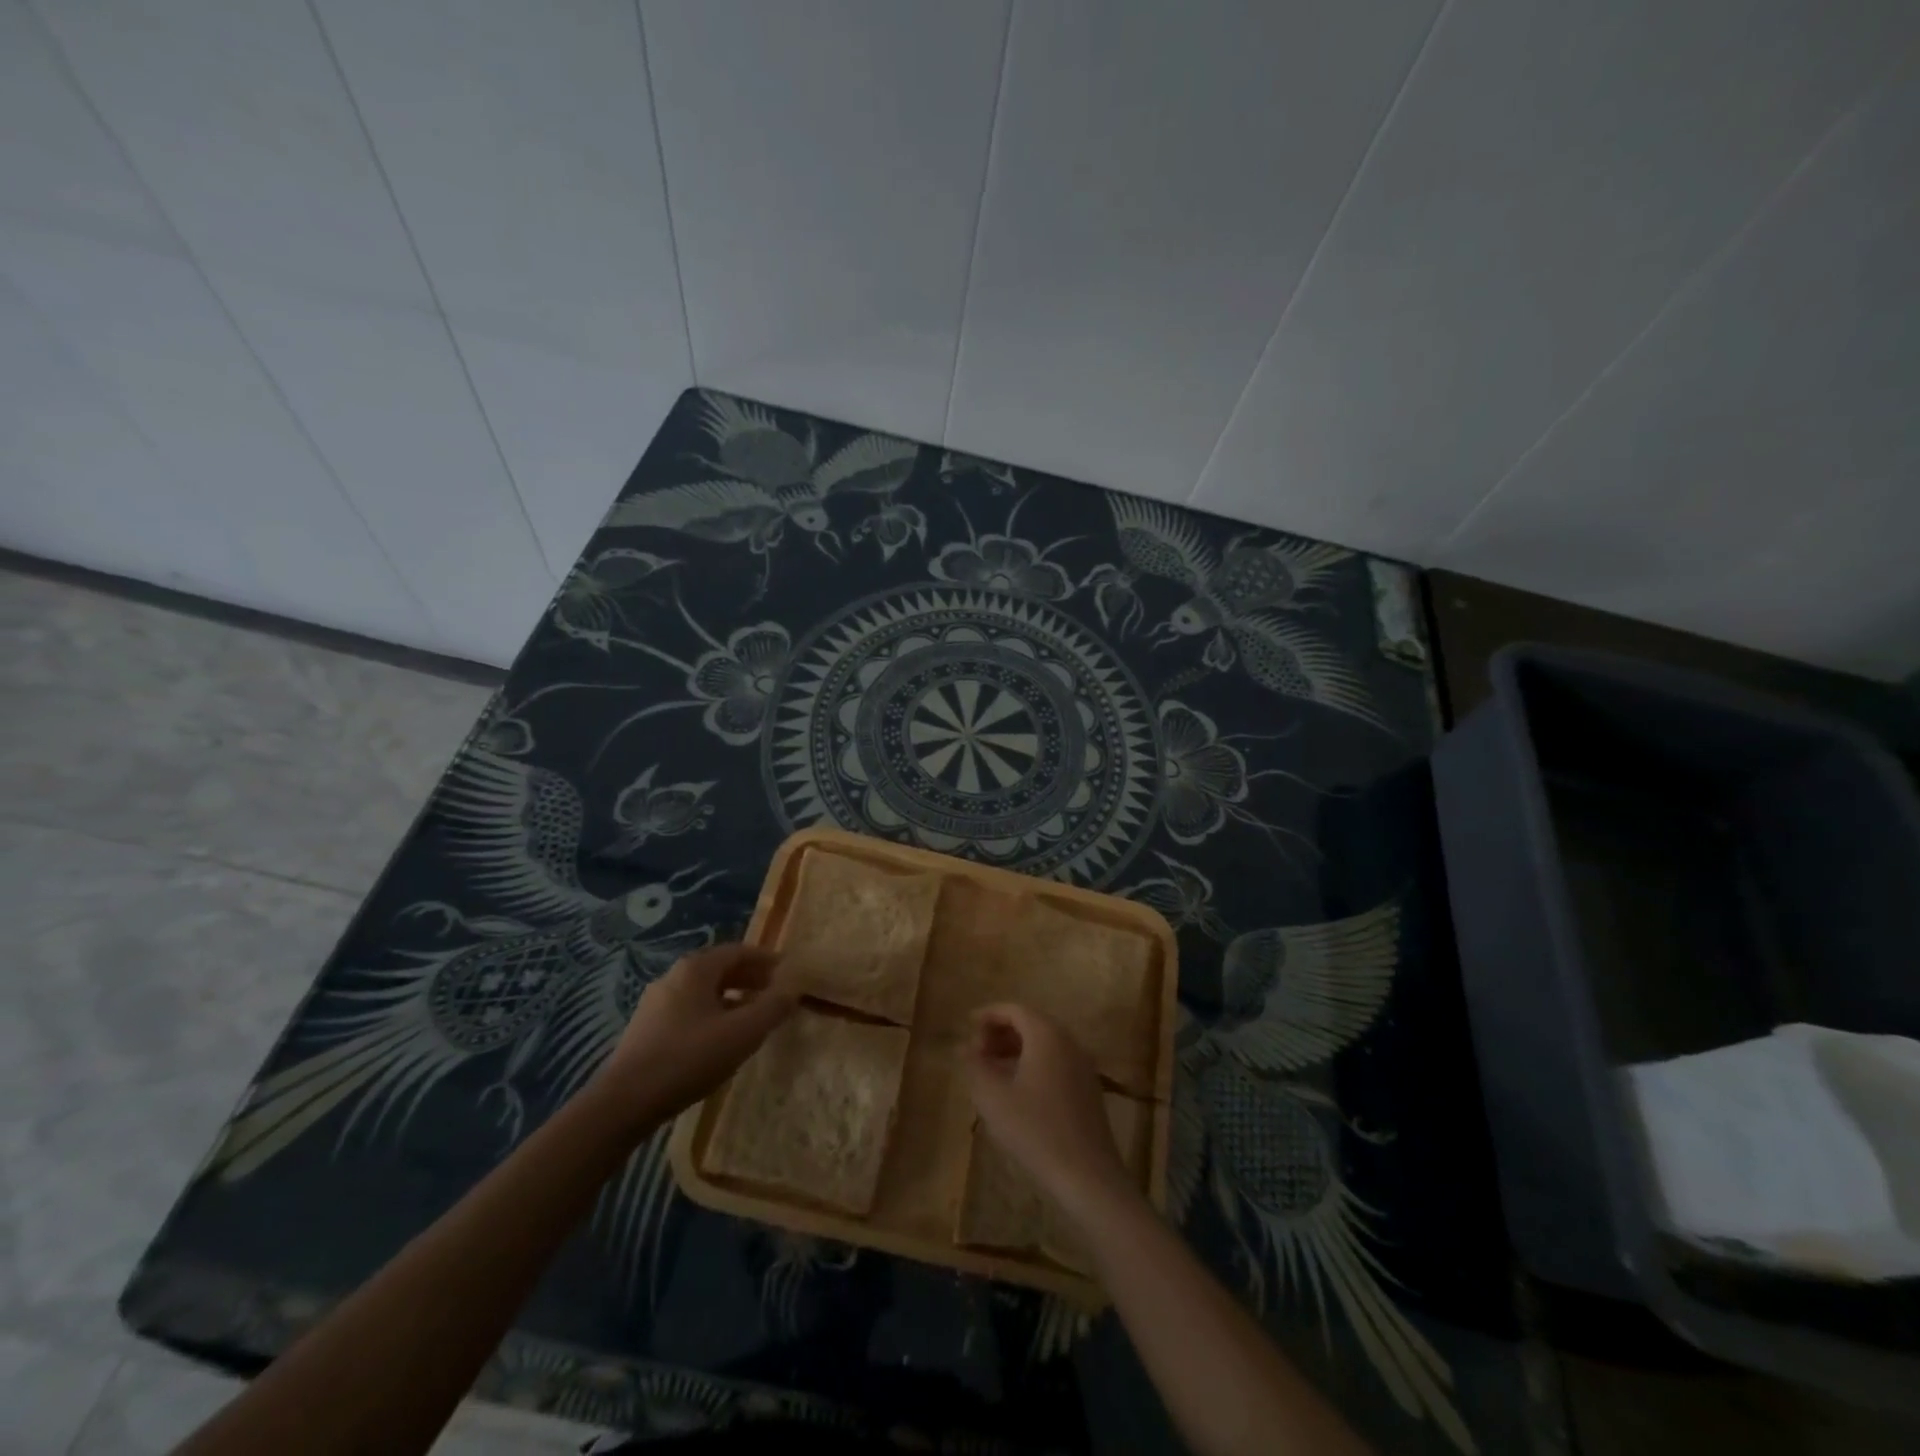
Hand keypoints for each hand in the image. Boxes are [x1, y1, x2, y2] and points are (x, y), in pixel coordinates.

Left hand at [590, 943, 795, 1127]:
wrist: (624, 1102)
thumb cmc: (689, 1057)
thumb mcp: (743, 1033)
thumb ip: (773, 1008)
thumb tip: (793, 989)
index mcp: (696, 968)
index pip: (740, 951)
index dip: (768, 960)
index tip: (789, 972)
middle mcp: (674, 976)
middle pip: (721, 969)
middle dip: (751, 978)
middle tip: (776, 994)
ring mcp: (656, 1003)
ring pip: (704, 992)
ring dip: (733, 999)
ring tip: (753, 1018)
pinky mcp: (647, 1030)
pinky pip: (690, 1011)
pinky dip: (713, 1015)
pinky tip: (721, 1040)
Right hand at [963, 1003, 1137, 1223]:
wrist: (1087, 1175)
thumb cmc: (1035, 1129)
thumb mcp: (993, 1097)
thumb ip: (975, 1066)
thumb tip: (964, 1048)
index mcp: (1047, 1035)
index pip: (1014, 1009)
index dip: (988, 1014)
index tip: (966, 1026)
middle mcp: (1068, 1042)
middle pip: (1030, 1024)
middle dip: (1000, 1032)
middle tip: (976, 1052)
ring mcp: (1082, 1065)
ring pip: (1043, 1044)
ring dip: (1015, 1050)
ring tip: (990, 1071)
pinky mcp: (1087, 1089)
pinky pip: (1055, 1062)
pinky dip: (1032, 1064)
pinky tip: (1016, 1091)